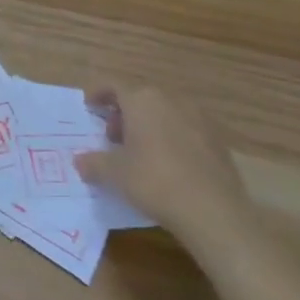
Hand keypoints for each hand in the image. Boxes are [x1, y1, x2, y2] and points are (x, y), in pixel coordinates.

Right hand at [74, 85, 251, 239]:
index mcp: (142, 101)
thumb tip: (80, 161)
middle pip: (141, 99)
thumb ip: (93, 163)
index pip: (113, 86)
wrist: (215, 213)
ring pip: (165, 114)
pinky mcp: (219, 143)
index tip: (89, 107)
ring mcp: (200, 121)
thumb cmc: (154, 181)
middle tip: (112, 137)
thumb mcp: (113, 173)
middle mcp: (172, 102)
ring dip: (149, 126)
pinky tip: (168, 166)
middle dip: (123, 114)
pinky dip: (172, 140)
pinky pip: (186, 132)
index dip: (98, 94)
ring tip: (140, 153)